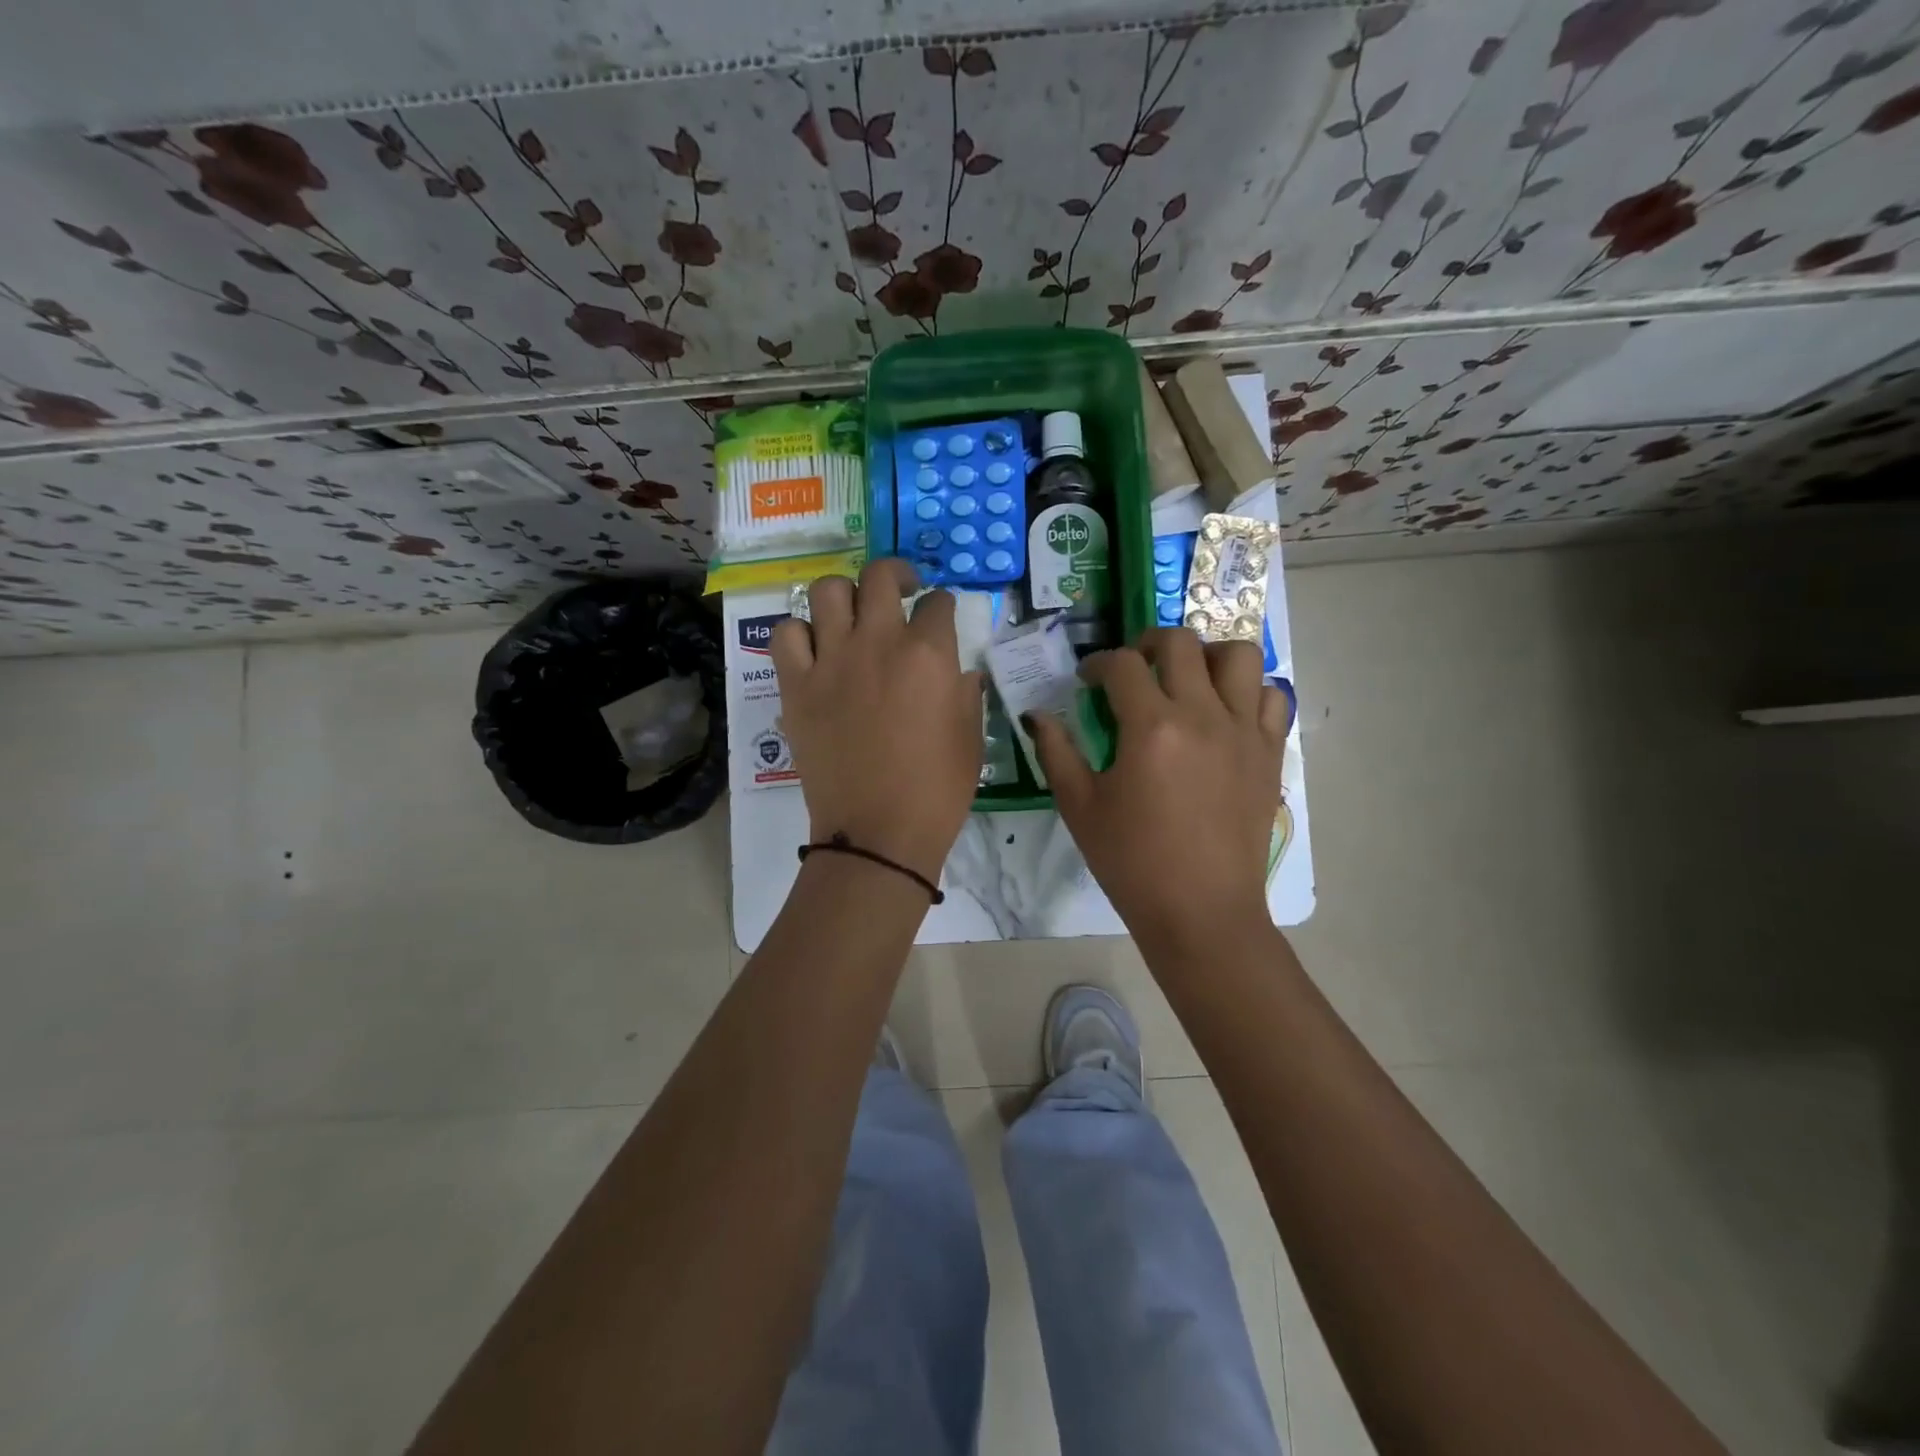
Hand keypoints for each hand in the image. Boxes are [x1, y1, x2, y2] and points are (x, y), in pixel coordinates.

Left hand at [771, 559, 983, 884]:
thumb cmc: (937, 791)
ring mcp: (831, 661)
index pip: (938, 603)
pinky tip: (815, 650)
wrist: (878, 833)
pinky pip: (786, 634)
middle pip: (880, 576)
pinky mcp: (796, 686)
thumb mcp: (972, 738)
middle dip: (896, 575)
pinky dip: (800, 633)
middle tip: (900, 592)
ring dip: (845, 595)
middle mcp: (878, 642)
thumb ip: (966, 692)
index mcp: (929, 654)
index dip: (942, 605)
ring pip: (827, 591)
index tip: (941, 616)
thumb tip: (957, 671)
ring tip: (853, 615)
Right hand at [1027, 627, 1293, 954]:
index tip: (1087, 680)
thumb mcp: (1080, 807)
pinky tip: (1225, 713)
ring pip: (1238, 656)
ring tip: (1187, 679)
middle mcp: (1203, 715)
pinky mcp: (1270, 752)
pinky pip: (1271, 697)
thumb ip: (1056, 752)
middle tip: (1132, 668)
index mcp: (1151, 727)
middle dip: (1147, 643)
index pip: (1122, 665)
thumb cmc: (1132, 862)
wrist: (1200, 911)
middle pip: (1181, 643)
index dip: (1097, 664)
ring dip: (1207, 656)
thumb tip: (1037, 715)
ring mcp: (1244, 731)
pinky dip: (1248, 692)